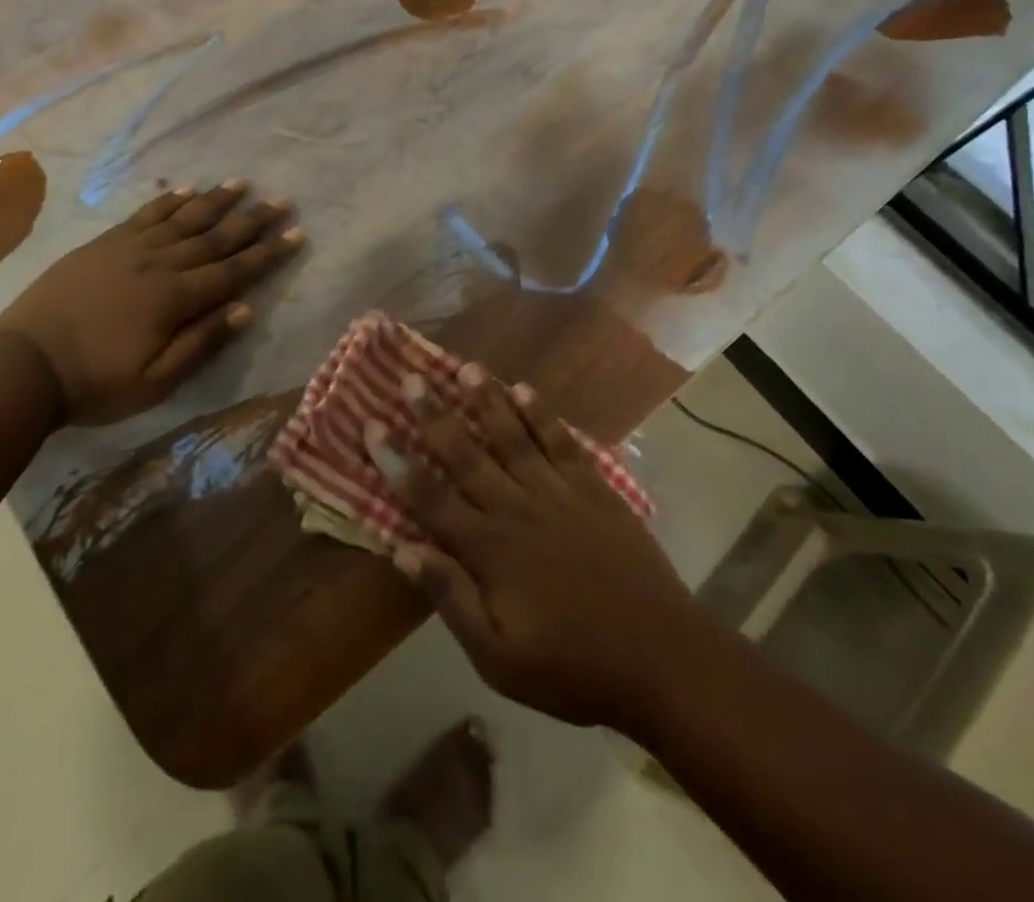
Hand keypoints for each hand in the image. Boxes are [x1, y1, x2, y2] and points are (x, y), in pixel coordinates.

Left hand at [0, 179, 304, 424]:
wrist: (22, 365)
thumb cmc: (95, 382)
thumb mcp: (156, 381)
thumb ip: (201, 342)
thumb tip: (245, 310)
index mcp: (175, 298)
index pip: (233, 271)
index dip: (268, 253)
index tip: (297, 233)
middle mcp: (159, 264)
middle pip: (215, 237)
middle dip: (252, 220)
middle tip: (281, 200)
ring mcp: (129, 249)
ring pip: (183, 218)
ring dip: (215, 201)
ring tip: (241, 184)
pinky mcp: (104, 244)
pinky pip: (145, 215)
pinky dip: (169, 201)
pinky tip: (186, 191)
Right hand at [371, 367, 706, 731]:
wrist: (661, 657)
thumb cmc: (572, 667)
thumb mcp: (499, 657)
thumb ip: (451, 598)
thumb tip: (403, 550)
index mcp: (489, 548)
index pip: (430, 496)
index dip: (397, 460)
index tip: (372, 425)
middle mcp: (517, 507)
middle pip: (466, 452)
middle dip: (434, 414)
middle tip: (412, 377)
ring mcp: (559, 493)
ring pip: (513, 436)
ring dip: (487, 401)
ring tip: (467, 367)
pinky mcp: (594, 490)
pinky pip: (563, 442)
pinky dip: (543, 415)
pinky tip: (527, 391)